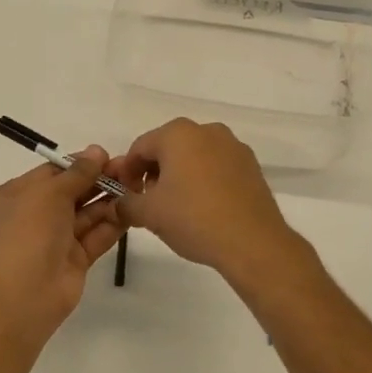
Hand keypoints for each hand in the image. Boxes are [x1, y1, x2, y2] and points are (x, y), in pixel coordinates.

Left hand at [0, 146, 123, 332]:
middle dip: (98, 181)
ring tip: (136, 186)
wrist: (25, 293)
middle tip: (129, 170)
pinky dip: (112, 224)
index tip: (106, 156)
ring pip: (86, 215)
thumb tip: (97, 151)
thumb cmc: (29, 231)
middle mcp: (34, 216)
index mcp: (16, 196)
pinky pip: (95, 236)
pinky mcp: (74, 260)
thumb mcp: (50, 192)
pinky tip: (132, 210)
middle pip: (71, 192)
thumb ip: (77, 172)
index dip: (78, 164)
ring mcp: (55, 240)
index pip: (51, 173)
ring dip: (109, 200)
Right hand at [107, 119, 306, 282]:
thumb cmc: (193, 219)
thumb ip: (126, 203)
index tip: (125, 196)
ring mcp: (233, 146)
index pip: (140, 148)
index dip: (127, 172)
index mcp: (178, 134)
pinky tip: (203, 208)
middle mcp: (207, 131)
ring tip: (176, 208)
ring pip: (194, 156)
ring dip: (179, 176)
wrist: (252, 242)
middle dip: (154, 173)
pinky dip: (204, 180)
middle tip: (148, 203)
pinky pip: (217, 167)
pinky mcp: (251, 165)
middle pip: (168, 148)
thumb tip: (119, 202)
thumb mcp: (149, 213)